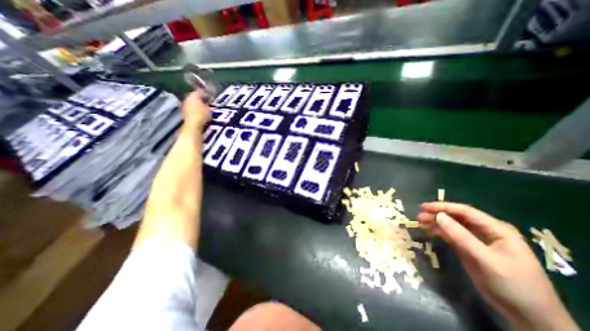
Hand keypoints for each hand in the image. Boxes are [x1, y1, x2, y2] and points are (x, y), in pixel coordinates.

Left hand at [184, 90, 214, 132]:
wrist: (193, 125)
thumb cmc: (202, 115)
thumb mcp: (208, 109)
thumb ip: (207, 103)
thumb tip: (207, 99)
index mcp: (193, 95)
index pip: (199, 91)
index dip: (205, 92)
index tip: (210, 95)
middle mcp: (187, 98)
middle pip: (194, 96)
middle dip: (200, 98)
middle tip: (207, 101)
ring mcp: (184, 105)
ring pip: (192, 102)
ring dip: (197, 103)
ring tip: (204, 107)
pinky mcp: (184, 112)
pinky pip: (190, 108)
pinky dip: (194, 108)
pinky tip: (199, 112)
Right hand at [417, 202, 579, 330]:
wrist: (529, 317)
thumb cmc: (513, 285)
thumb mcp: (486, 259)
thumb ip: (461, 236)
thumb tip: (439, 216)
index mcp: (496, 229)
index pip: (465, 211)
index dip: (443, 207)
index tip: (423, 207)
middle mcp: (485, 231)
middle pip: (456, 217)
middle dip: (437, 214)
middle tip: (418, 217)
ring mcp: (477, 240)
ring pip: (452, 225)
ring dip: (436, 223)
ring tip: (420, 223)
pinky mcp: (469, 248)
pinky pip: (451, 235)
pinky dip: (439, 232)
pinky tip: (429, 232)